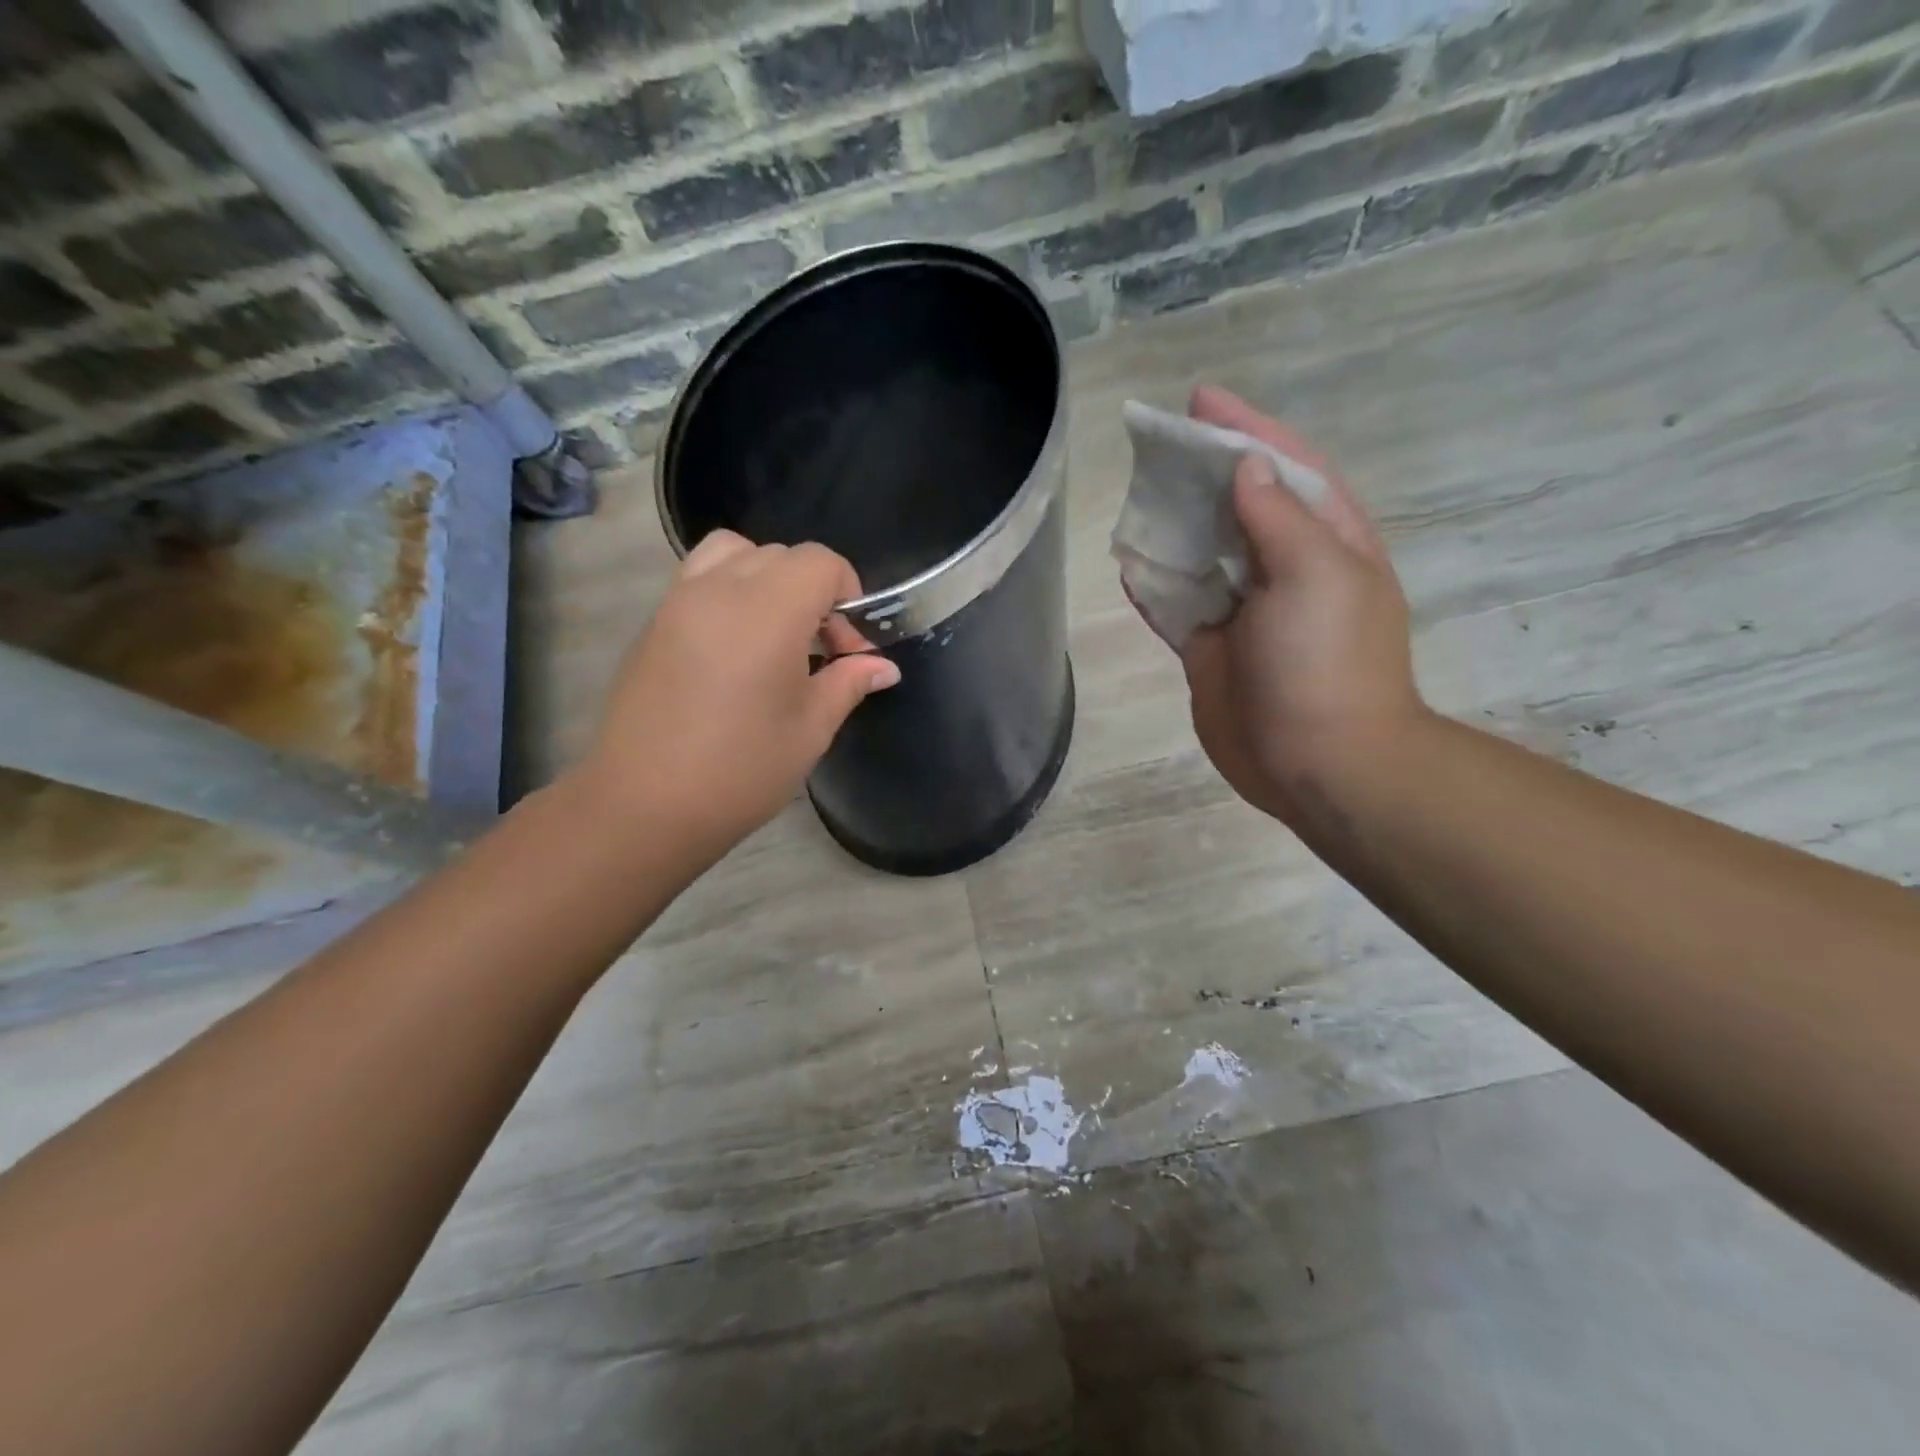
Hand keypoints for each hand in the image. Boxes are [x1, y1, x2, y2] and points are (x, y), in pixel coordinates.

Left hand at [581, 531, 899, 862]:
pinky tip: (735, 647)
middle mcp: (720, 589)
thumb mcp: (810, 729)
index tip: (849, 647)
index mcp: (768, 612)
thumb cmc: (740, 770)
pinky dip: (728, 589)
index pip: (821, 562)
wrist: (645, 805)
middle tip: (819, 650)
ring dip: (767, 578)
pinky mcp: (654, 622)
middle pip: (781, 555)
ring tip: (774, 632)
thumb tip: (884, 667)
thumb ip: (849, 683)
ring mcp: (679, 601)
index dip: (848, 593)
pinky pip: (699, 577)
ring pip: (734, 553)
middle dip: (813, 590)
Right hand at [1168, 386, 1425, 827]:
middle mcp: (1285, 569)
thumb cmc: (1326, 661)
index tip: (1199, 400)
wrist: (1318, 762)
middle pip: (1237, 506)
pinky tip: (1128, 567)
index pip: (1285, 467)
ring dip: (1171, 529)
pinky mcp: (1212, 650)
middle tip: (1154, 449)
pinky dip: (1153, 588)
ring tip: (1133, 501)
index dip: (1245, 430)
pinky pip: (1176, 607)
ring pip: (1201, 555)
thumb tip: (1245, 469)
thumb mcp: (1316, 573)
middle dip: (1200, 475)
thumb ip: (1277, 518)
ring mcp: (1245, 612)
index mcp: (1326, 540)